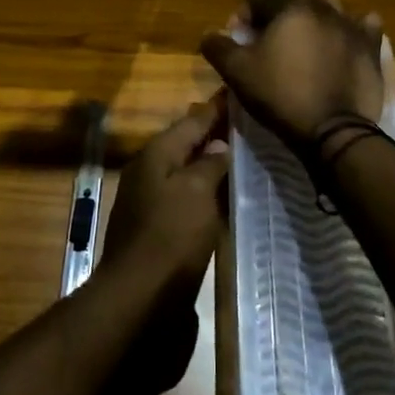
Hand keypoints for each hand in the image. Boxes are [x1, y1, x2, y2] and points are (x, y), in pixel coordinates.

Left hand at [97, 97, 230, 304]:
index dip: (216, 108)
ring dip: (213, 166)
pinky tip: (232, 200)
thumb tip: (219, 144)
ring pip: (188, 175)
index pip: (191, 120)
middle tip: (253, 126)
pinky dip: (210, 195)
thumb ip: (210, 163)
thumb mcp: (196, 191)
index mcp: (155, 156)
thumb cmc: (171, 237)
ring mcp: (152, 205)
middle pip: (187, 146)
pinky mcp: (161, 233)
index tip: (241, 93)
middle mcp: (150, 174)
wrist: (140, 300)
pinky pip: (190, 202)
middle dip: (216, 135)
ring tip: (250, 159)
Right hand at [199, 0, 384, 148]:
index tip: (239, 39)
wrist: (333, 130)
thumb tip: (211, 33)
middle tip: (268, 40)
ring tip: (304, 40)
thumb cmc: (280, 95)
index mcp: (289, 7)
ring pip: (329, 7)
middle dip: (278, 12)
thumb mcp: (237, 73)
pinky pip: (363, 25)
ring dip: (314, 16)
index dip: (245, 15)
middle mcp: (323, 7)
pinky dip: (351, 27)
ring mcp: (351, 25)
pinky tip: (342, 40)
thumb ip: (218, 46)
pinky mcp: (371, 47)